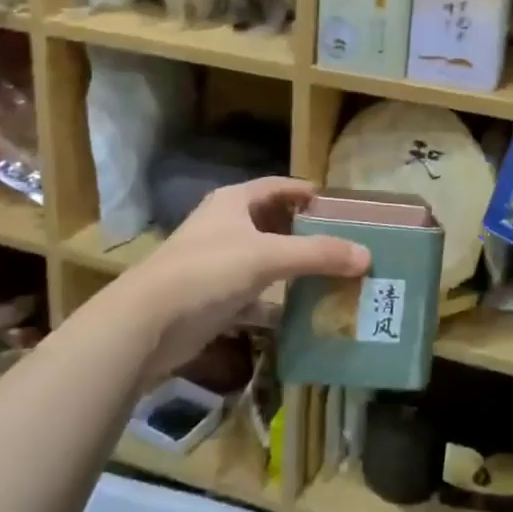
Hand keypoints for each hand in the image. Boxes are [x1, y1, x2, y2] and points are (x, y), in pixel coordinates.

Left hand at [113, 177, 369, 379]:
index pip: (278, 187)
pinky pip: (256, 295)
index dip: (307, 192)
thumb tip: (366, 256)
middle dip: (307, 233)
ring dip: (295, 269)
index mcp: (234, 202)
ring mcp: (218, 264)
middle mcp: (225, 227)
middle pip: (274, 223)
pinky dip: (278, 303)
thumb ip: (317, 254)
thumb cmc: (206, 271)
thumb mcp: (267, 257)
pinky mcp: (215, 298)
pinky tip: (304, 314)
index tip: (340, 206)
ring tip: (333, 277)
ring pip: (267, 260)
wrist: (146, 324)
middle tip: (344, 244)